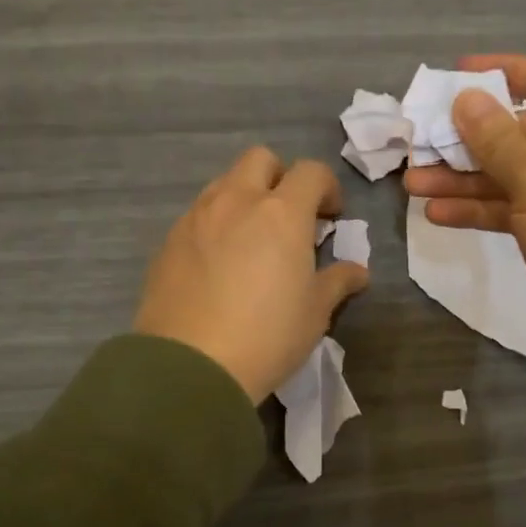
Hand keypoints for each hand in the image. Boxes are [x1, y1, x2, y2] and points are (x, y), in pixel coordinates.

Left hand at [135, 148, 368, 404]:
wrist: (190, 367)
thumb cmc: (267, 336)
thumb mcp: (315, 312)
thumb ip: (337, 282)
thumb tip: (357, 271)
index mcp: (281, 213)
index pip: (311, 172)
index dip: (327, 188)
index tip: (330, 218)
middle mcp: (237, 202)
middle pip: (261, 159)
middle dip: (281, 178)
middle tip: (290, 218)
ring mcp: (196, 218)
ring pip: (224, 183)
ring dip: (245, 197)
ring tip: (252, 240)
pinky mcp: (168, 242)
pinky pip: (198, 215)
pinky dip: (216, 224)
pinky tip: (219, 264)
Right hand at [402, 54, 525, 373]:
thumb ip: (497, 140)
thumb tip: (466, 99)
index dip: (505, 72)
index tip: (458, 74)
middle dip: (471, 142)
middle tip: (420, 144)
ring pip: (518, 176)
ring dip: (468, 181)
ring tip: (413, 185)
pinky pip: (523, 209)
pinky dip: (486, 210)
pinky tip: (439, 215)